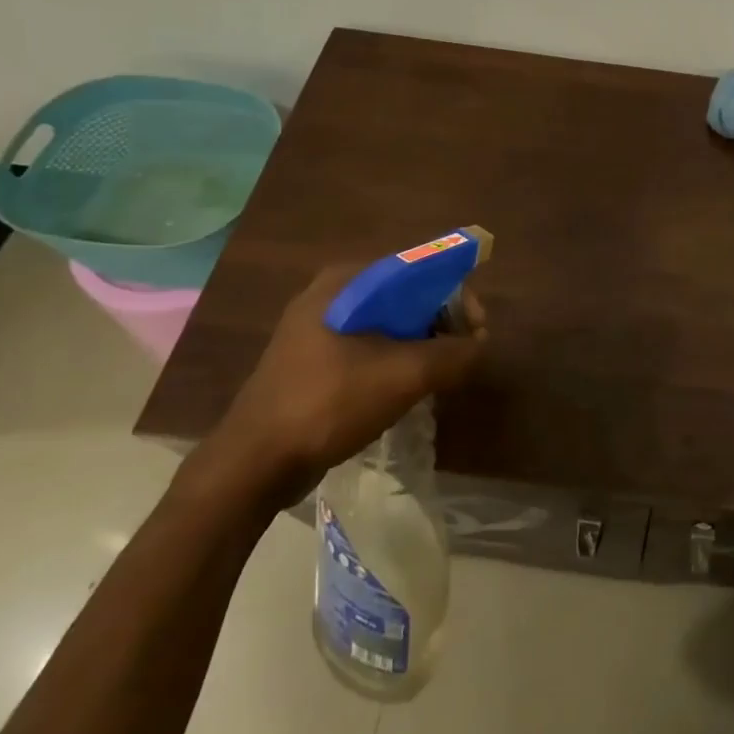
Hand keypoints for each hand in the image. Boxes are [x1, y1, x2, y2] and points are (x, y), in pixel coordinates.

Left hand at [190, 264, 486, 508]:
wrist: (254, 465)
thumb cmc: (329, 404)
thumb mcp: (404, 376)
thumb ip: (453, 354)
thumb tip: (480, 345)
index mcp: (346, 282)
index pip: (420, 269)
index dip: (458, 295)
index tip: (478, 330)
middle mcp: (331, 295)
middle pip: (406, 295)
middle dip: (442, 321)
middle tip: (464, 354)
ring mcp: (318, 329)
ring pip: (389, 323)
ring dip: (422, 343)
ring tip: (442, 373)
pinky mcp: (313, 361)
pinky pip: (370, 347)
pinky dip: (397, 359)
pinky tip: (409, 387)